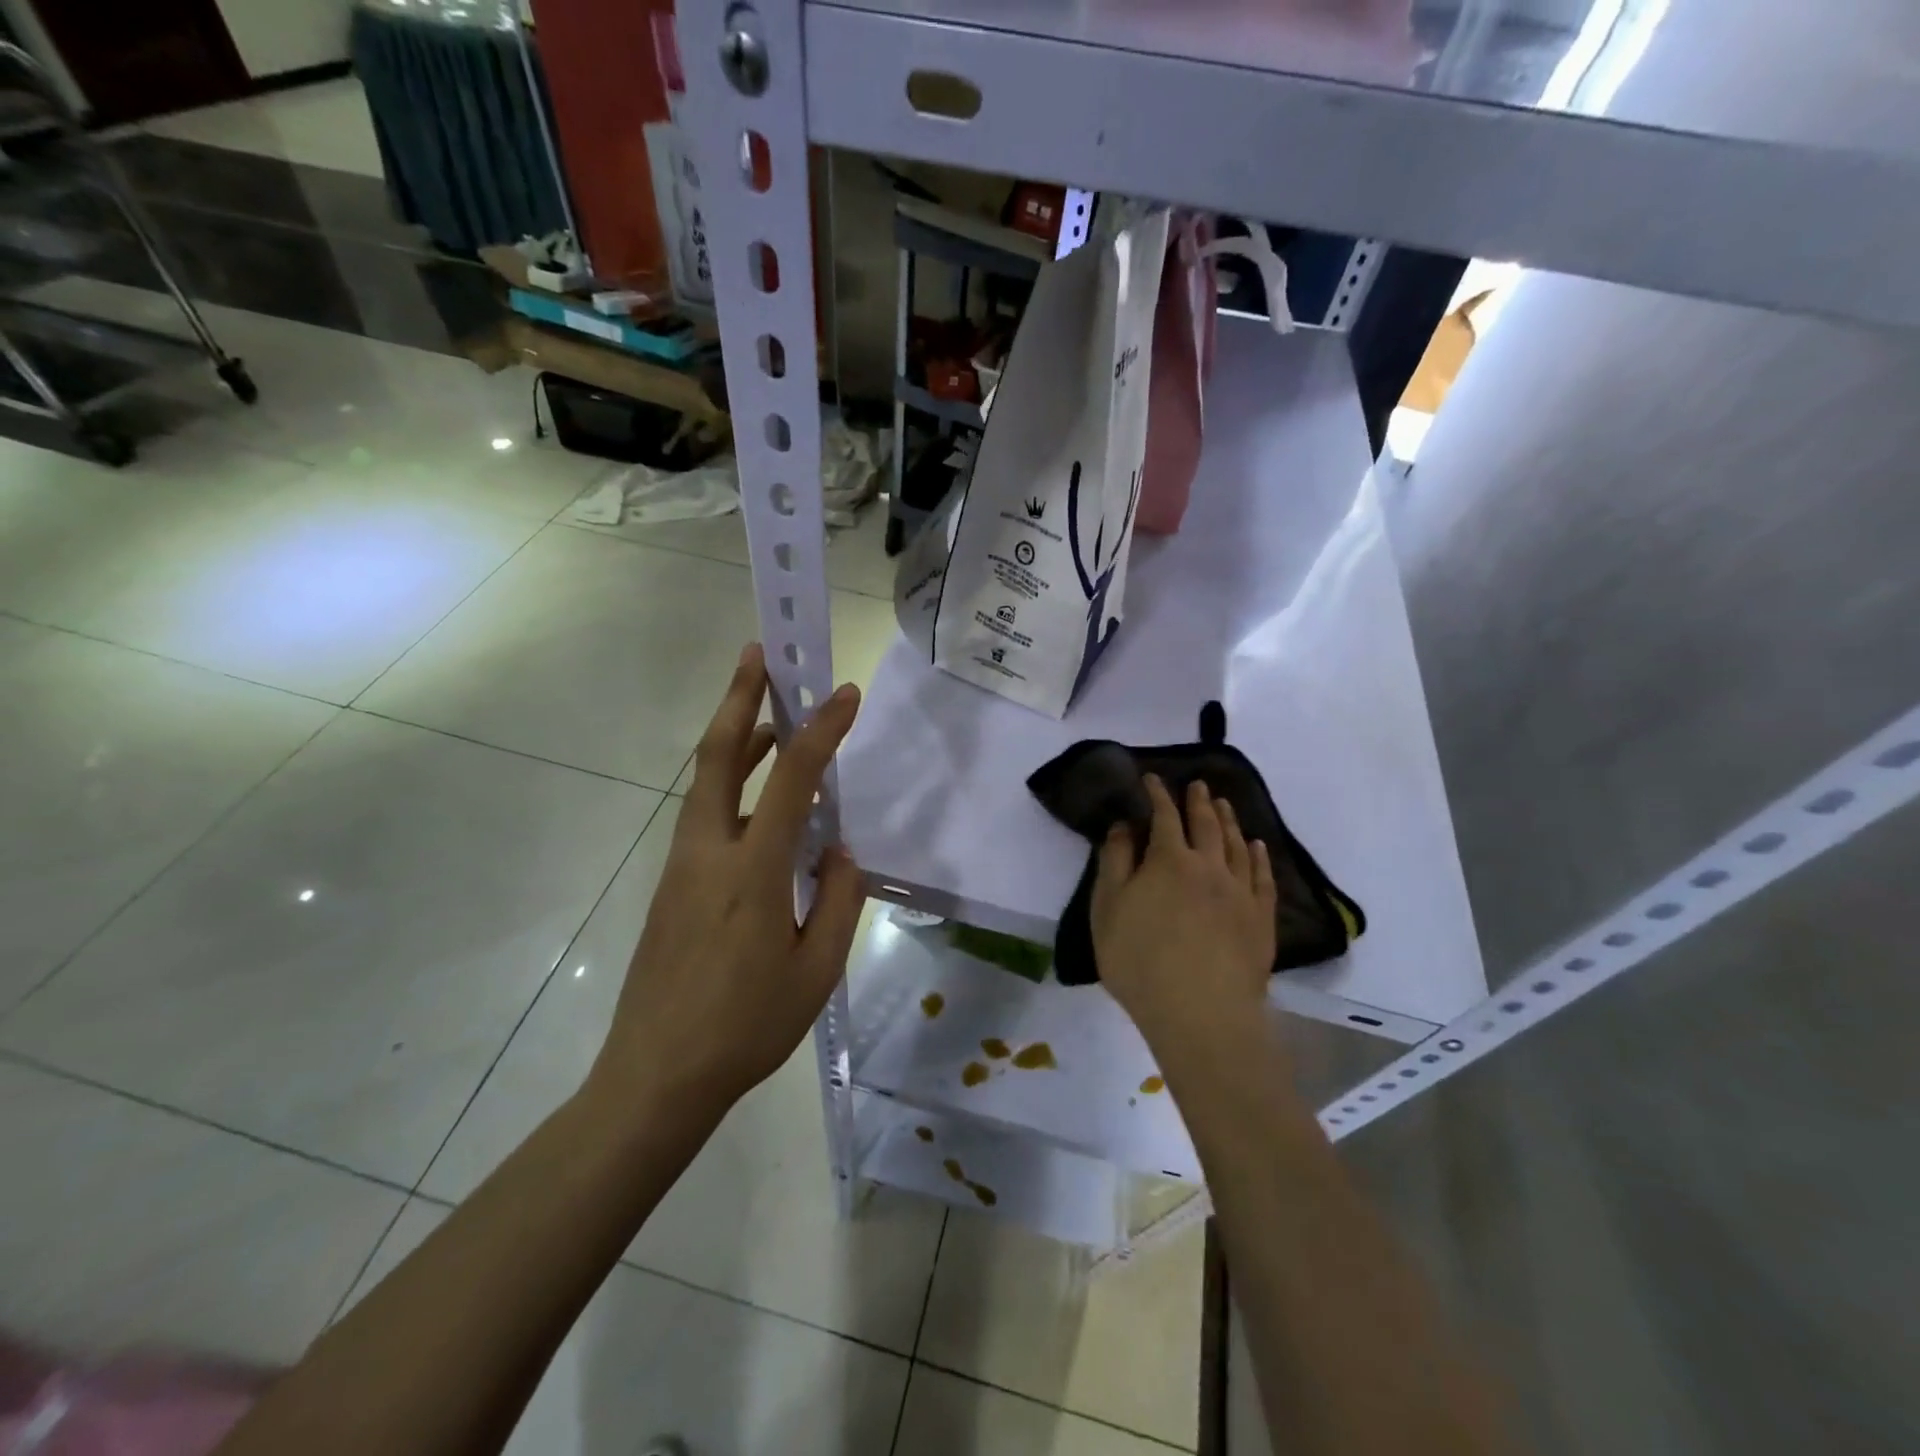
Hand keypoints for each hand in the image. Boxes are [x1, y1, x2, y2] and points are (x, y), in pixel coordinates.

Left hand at [588, 643, 865, 1119]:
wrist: (656, 1076)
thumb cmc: (746, 1027)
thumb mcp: (816, 971)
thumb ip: (837, 900)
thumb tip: (837, 852)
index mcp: (752, 869)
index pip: (793, 780)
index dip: (821, 730)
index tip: (845, 695)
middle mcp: (708, 851)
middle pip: (718, 755)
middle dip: (739, 697)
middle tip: (759, 653)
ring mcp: (681, 866)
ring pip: (706, 781)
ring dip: (736, 737)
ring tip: (770, 715)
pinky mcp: (671, 884)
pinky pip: (705, 815)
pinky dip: (732, 784)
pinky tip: (760, 801)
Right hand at [1092, 776, 1276, 1059]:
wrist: (1201, 1012)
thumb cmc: (1141, 961)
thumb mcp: (1107, 909)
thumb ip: (1114, 862)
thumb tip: (1123, 826)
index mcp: (1168, 860)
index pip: (1164, 816)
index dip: (1157, 795)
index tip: (1152, 779)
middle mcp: (1209, 866)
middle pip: (1206, 824)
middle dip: (1199, 801)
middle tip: (1198, 785)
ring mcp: (1240, 891)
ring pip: (1237, 844)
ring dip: (1229, 820)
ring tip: (1224, 804)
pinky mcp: (1261, 918)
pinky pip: (1262, 876)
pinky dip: (1259, 856)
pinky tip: (1257, 846)